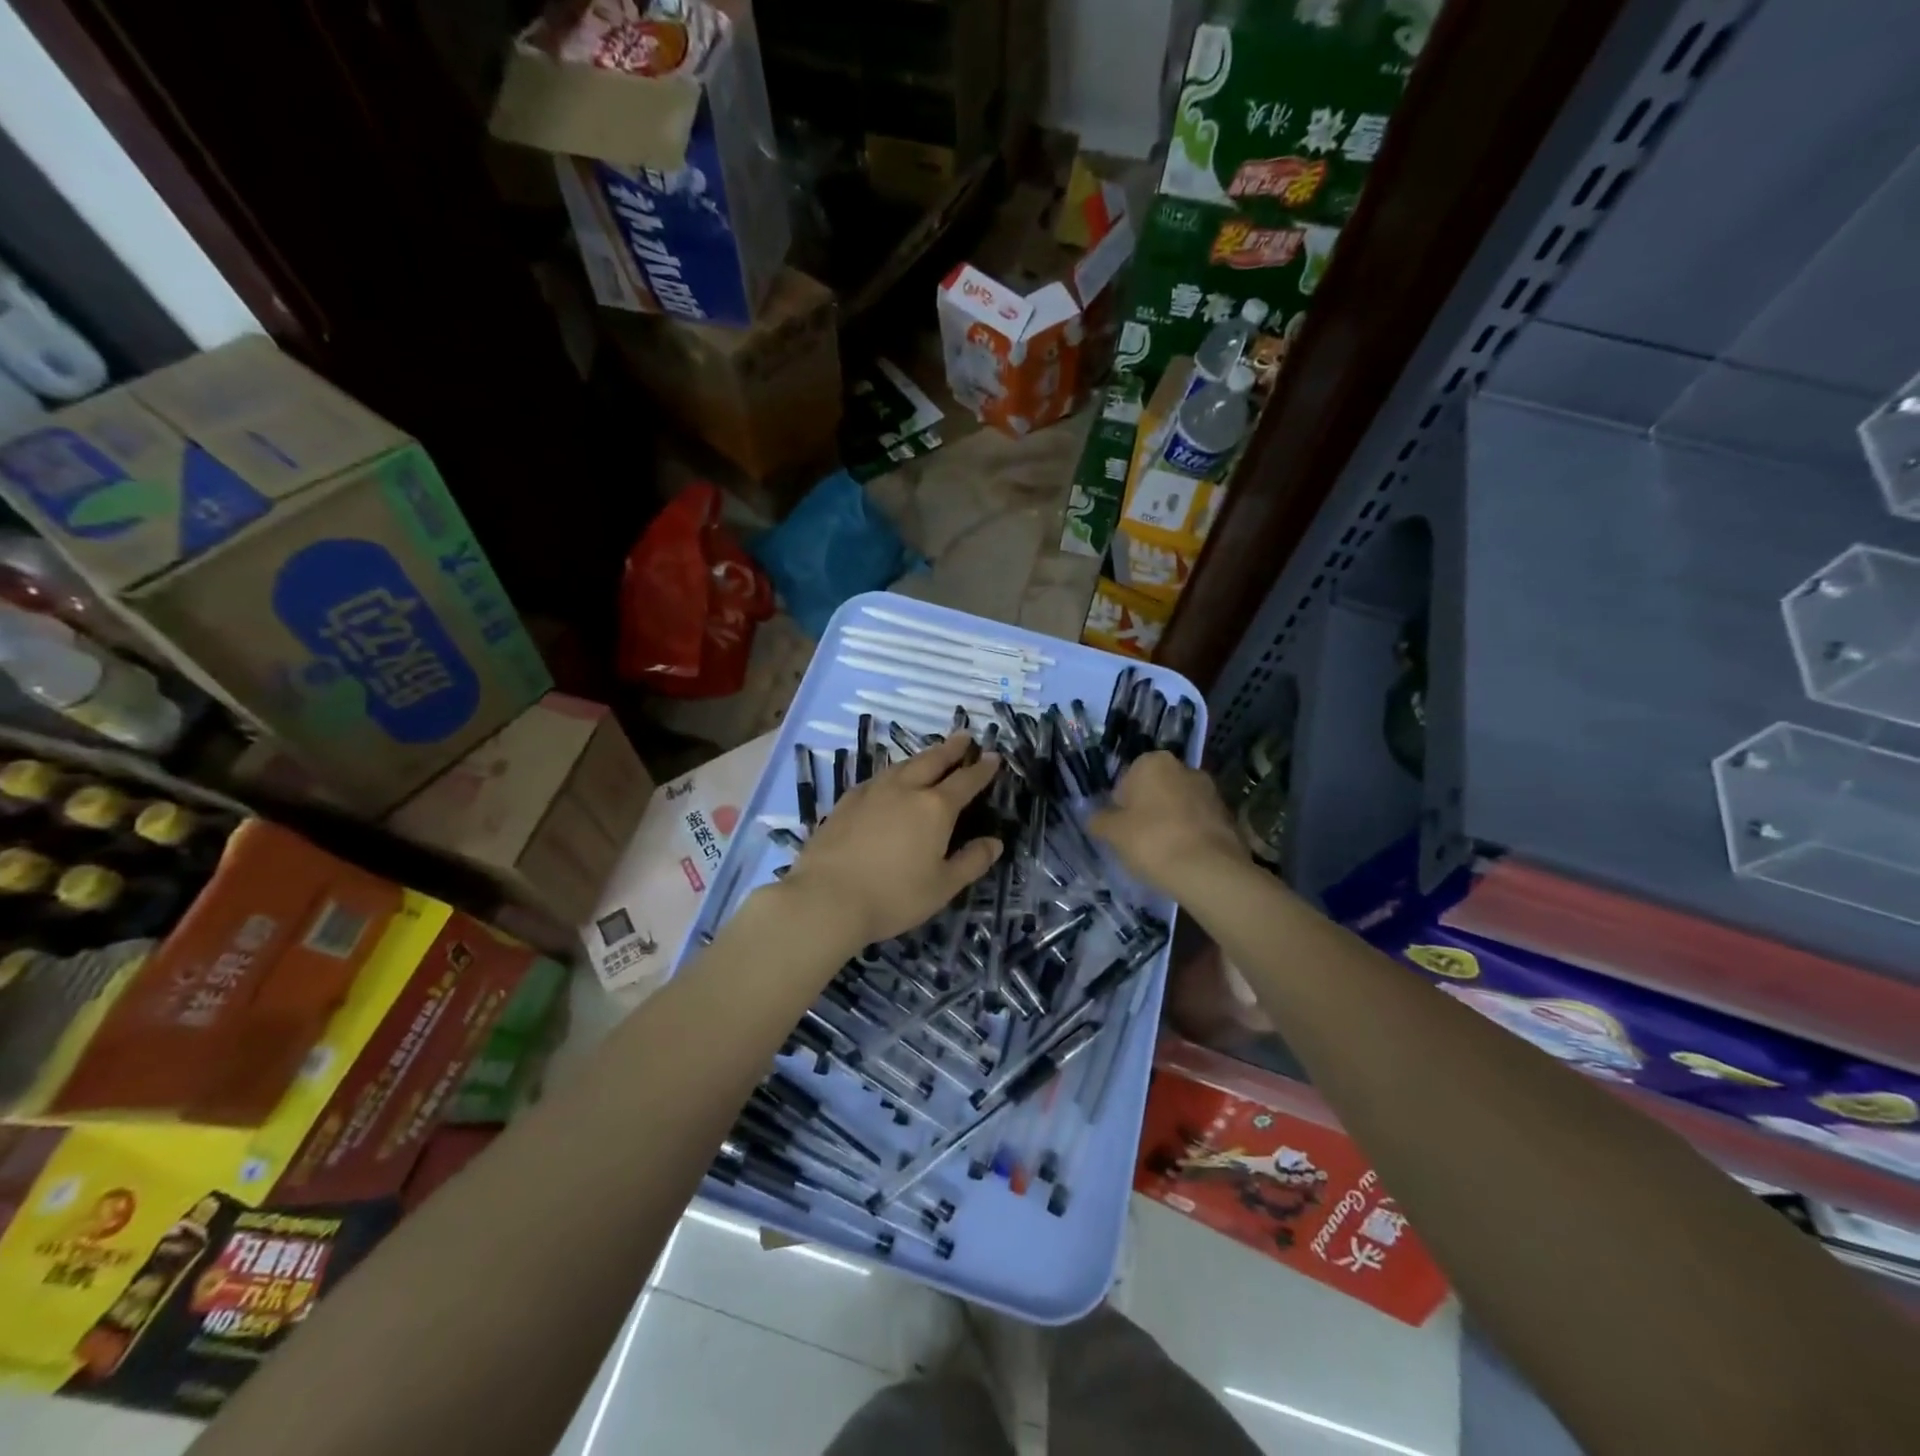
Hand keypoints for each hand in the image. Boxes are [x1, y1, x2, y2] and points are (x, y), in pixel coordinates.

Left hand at [783, 733, 1003, 947]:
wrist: (826, 898)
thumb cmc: (893, 896)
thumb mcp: (942, 887)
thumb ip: (971, 862)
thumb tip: (995, 843)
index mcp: (935, 808)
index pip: (965, 781)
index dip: (982, 769)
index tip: (994, 757)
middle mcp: (905, 790)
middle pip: (932, 761)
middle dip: (951, 748)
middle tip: (964, 737)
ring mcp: (872, 792)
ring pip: (903, 765)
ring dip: (922, 756)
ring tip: (931, 754)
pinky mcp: (846, 802)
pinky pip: (877, 777)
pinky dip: (893, 772)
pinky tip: (889, 779)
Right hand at [1090, 751, 1243, 898]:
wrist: (1209, 870)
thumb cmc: (1152, 841)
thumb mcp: (1113, 833)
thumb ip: (1099, 820)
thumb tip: (1093, 818)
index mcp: (1154, 762)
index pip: (1127, 779)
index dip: (1120, 805)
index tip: (1120, 828)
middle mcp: (1184, 767)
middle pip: (1155, 789)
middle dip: (1147, 809)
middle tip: (1138, 840)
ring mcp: (1210, 790)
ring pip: (1178, 805)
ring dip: (1169, 821)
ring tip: (1162, 852)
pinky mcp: (1228, 814)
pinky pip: (1198, 821)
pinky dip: (1189, 834)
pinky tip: (1183, 856)